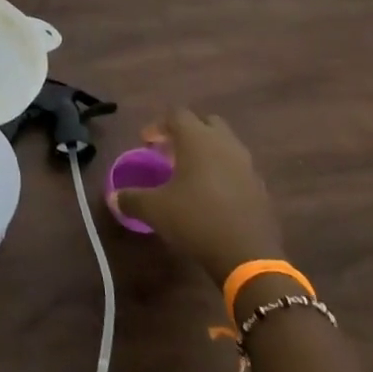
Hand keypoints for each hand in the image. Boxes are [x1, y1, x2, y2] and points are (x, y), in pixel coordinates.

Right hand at [110, 109, 284, 286]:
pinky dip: (223, 172)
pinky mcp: (259, 187)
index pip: (176, 115)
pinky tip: (212, 196)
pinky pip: (238, 168)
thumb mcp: (155, 210)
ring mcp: (246, 164)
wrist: (248, 256)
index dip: (158, 125)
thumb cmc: (196, 219)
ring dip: (207, 151)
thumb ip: (132, 199)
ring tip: (190, 174)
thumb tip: (112, 197)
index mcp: (197, 139)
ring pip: (225, 144)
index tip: (146, 142)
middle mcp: (224, 143)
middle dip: (187, 132)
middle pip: (205, 123)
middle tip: (170, 151)